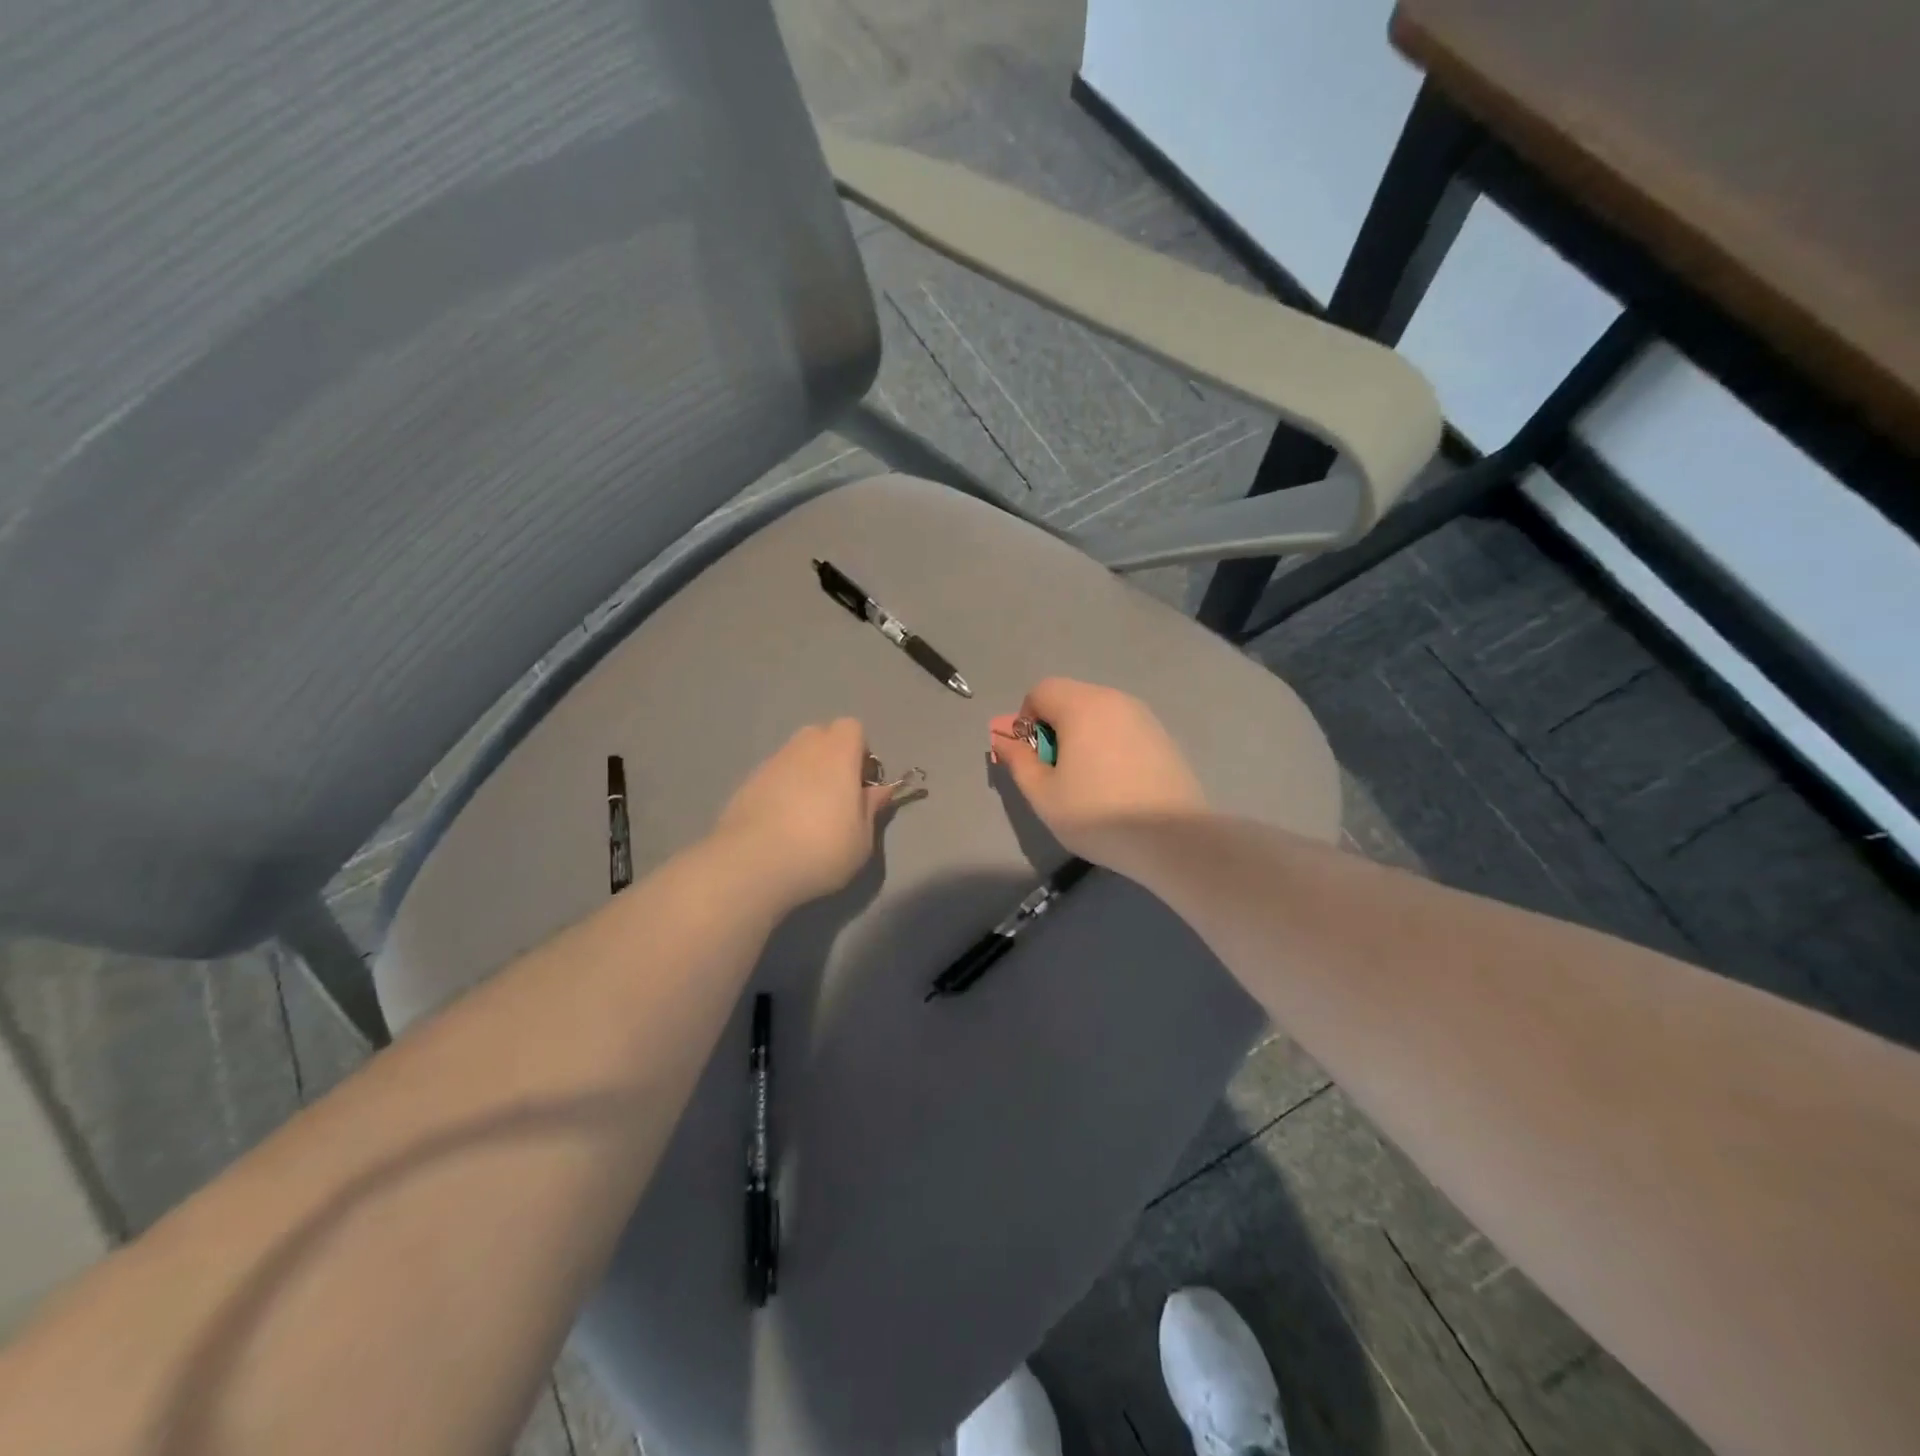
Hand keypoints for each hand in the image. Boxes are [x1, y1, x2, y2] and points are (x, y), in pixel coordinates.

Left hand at [713, 720, 893, 907]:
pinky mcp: (745, 784)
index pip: (852, 727)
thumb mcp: (862, 838)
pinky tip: (779, 826)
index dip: (859, 751)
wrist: (752, 865)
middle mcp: (803, 748)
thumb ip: (871, 808)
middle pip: (821, 736)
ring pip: (794, 757)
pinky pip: (772, 778)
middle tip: (835, 797)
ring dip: (804, 775)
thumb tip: (879, 790)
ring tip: (805, 816)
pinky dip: (779, 791)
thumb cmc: (821, 849)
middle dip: (831, 758)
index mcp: (838, 753)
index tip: (860, 784)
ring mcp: (770, 764)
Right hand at [989, 678, 1205, 865]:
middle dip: (1052, 729)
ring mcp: (1143, 717)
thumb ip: (1018, 760)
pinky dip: (1106, 745)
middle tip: (1055, 773)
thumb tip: (1001, 736)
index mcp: (1082, 705)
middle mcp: (1114, 699)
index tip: (1032, 759)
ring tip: (1085, 782)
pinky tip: (1114, 784)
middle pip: (1069, 699)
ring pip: (1096, 714)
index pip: (1040, 691)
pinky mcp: (1162, 737)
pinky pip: (1120, 729)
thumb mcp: (1043, 793)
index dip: (1025, 721)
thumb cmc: (1098, 814)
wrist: (1173, 839)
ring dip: (1079, 737)